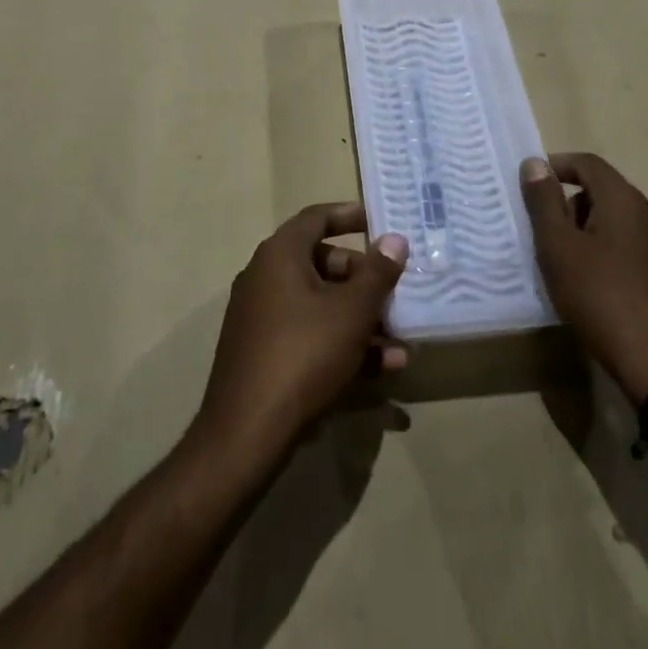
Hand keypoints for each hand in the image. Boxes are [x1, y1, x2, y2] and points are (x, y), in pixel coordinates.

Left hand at [194, 203, 408, 461]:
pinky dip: (341, 344)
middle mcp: (265, 277)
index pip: (316, 218)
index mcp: (280, 255)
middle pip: (322, 264)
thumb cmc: (303, 355)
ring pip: (320, 306)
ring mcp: (261, 317)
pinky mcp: (263, 352)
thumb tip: (395, 239)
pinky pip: (308, 334)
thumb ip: (377, 273)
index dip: (349, 216)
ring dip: (361, 321)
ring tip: (401, 347)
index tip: (379, 221)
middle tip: (396, 294)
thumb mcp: (351, 312)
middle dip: (364, 280)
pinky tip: (380, 372)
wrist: (246, 433)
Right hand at [522, 153, 647, 403]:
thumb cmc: (600, 296)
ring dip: (584, 228)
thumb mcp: (559, 247)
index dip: (557, 166)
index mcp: (624, 200)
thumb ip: (544, 202)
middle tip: (541, 231)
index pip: (588, 163)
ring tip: (561, 261)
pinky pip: (627, 245)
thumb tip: (535, 163)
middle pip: (602, 190)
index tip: (530, 185)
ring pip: (614, 219)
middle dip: (568, 202)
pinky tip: (588, 282)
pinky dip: (602, 249)